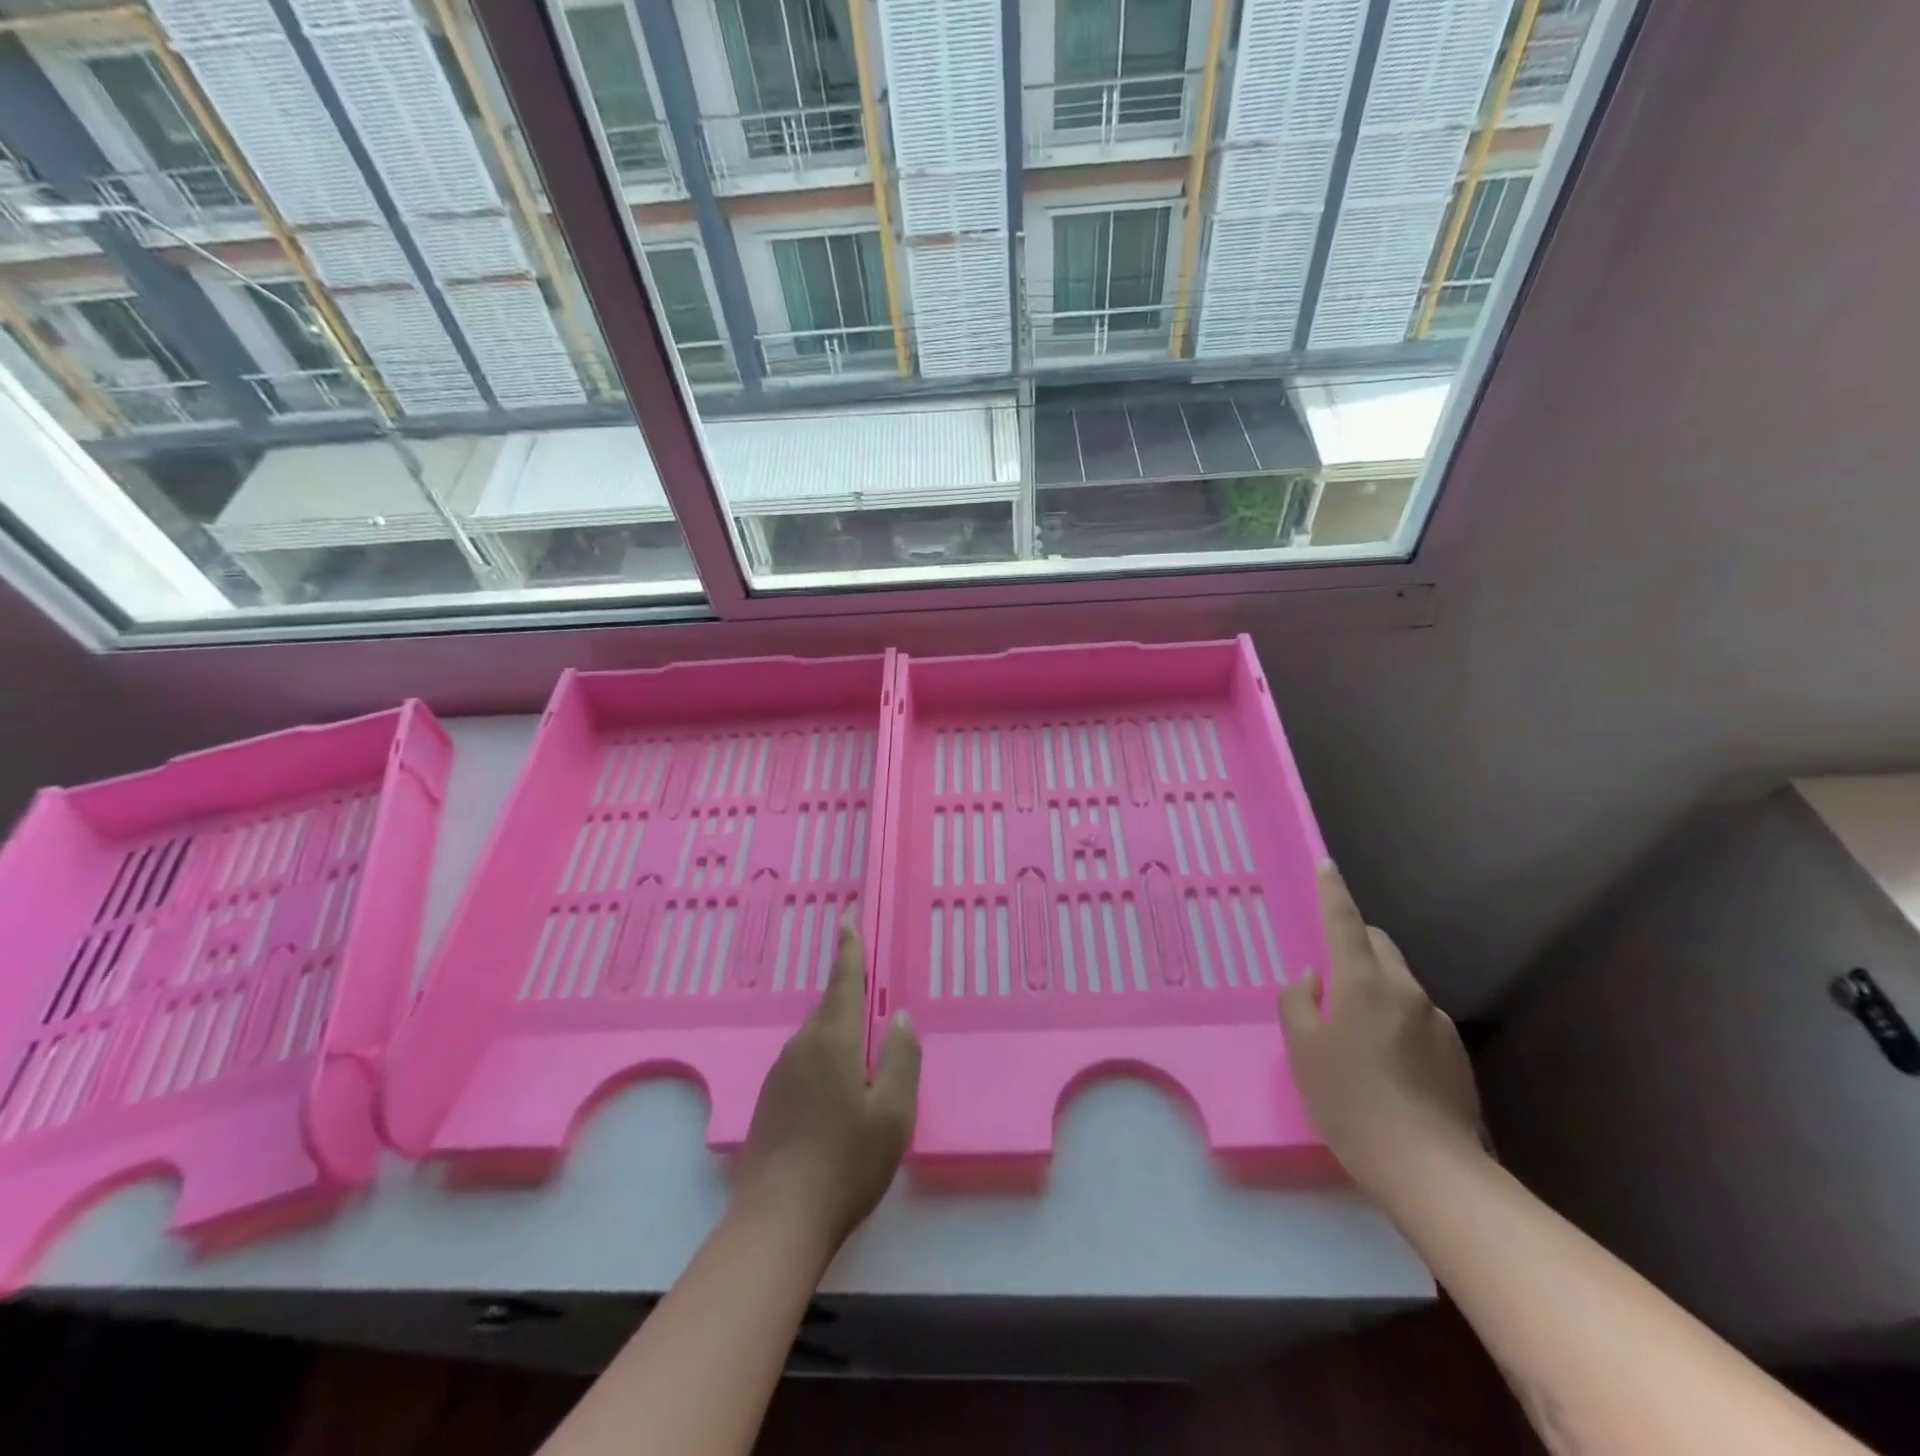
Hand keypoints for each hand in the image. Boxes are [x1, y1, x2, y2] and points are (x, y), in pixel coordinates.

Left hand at [734, 924, 920, 1254]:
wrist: (777, 1222)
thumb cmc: (846, 1163)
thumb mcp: (894, 1112)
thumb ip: (903, 1057)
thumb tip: (900, 1016)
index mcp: (833, 1039)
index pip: (843, 977)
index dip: (849, 943)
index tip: (848, 911)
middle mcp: (801, 1046)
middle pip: (832, 1008)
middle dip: (852, 998)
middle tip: (878, 1006)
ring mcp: (780, 1074)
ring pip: (819, 1039)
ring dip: (842, 1039)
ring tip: (866, 1067)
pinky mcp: (770, 1101)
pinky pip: (806, 1064)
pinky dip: (827, 1065)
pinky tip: (839, 1100)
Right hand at [1278, 864, 1483, 1189]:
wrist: (1429, 1169)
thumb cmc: (1349, 1101)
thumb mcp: (1302, 1049)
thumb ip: (1298, 1002)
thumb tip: (1313, 978)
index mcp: (1362, 982)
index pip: (1344, 922)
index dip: (1332, 892)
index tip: (1326, 865)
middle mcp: (1405, 990)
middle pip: (1379, 946)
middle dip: (1356, 944)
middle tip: (1331, 975)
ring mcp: (1437, 1020)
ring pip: (1399, 983)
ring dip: (1376, 988)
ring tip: (1357, 1034)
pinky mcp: (1456, 1053)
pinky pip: (1418, 1017)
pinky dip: (1397, 1021)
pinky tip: (1387, 1064)